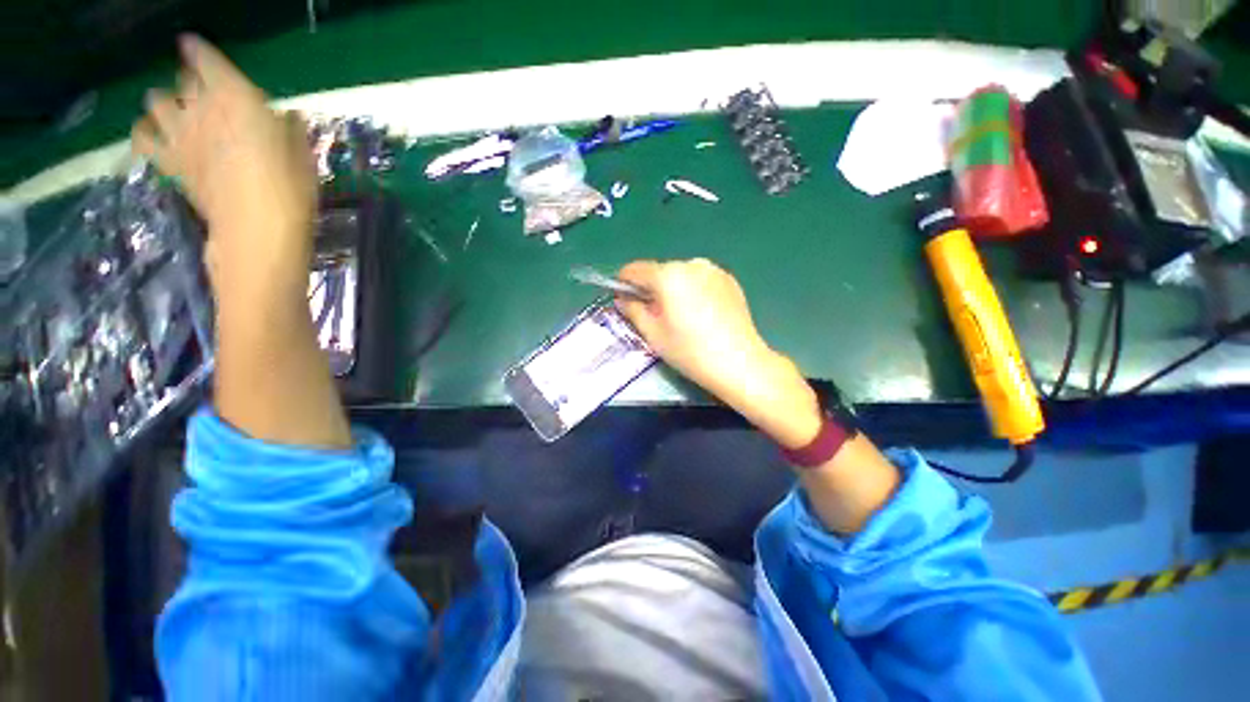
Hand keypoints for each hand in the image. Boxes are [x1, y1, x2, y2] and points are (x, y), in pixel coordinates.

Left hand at [131, 35, 315, 302]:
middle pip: (183, 79)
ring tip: (180, 112)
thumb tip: (285, 118)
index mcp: (235, 97)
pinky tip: (158, 136)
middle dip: (193, 82)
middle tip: (208, 95)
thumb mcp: (303, 158)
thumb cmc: (290, 192)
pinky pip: (143, 136)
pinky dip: (147, 131)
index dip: (199, 51)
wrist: (257, 232)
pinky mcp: (167, 162)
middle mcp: (200, 107)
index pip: (205, 58)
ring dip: (167, 101)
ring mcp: (178, 134)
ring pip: (156, 99)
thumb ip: (289, 130)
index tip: (197, 48)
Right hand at [616, 259, 821, 446]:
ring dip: (673, 290)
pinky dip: (693, 291)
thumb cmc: (690, 351)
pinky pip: (700, 280)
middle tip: (655, 316)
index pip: (635, 269)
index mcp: (669, 275)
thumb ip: (633, 310)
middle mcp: (691, 264)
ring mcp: (713, 270)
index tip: (623, 300)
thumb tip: (622, 299)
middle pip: (659, 272)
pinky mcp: (729, 279)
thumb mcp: (653, 334)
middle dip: (651, 289)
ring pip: (680, 275)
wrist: (739, 363)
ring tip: (681, 317)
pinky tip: (701, 314)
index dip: (624, 283)